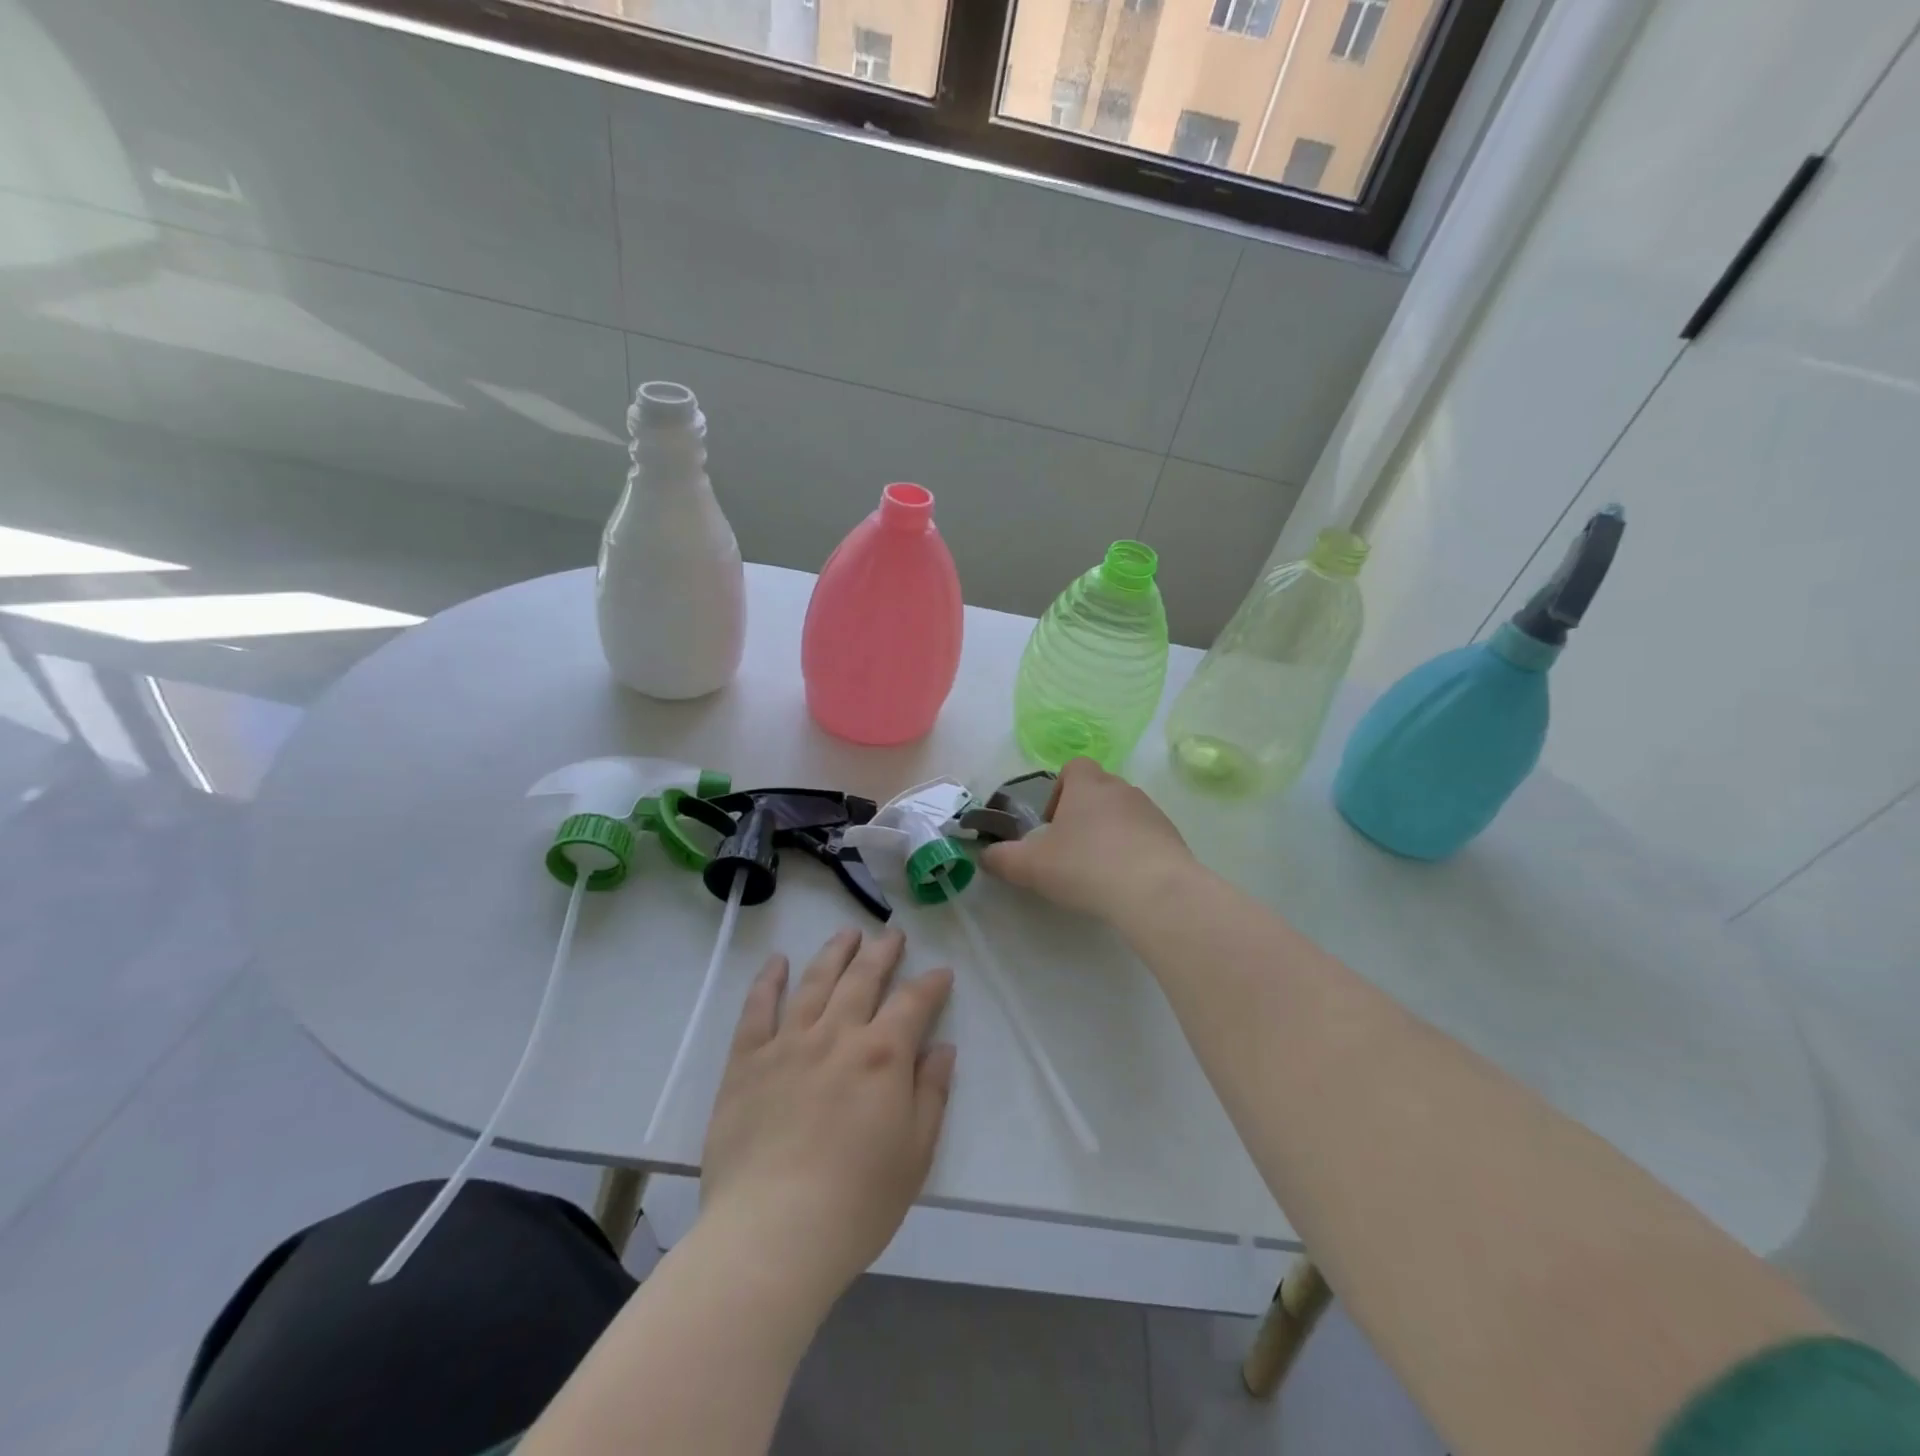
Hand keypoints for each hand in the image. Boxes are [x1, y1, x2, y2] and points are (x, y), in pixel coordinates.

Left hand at [699, 928, 954, 1308]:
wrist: (773, 1234)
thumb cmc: (857, 1202)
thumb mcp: (916, 1153)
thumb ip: (931, 1093)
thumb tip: (942, 1048)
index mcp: (882, 1055)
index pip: (914, 1002)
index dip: (931, 983)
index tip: (941, 972)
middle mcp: (837, 1035)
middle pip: (863, 978)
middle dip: (882, 952)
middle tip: (892, 934)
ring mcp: (788, 1044)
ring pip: (814, 982)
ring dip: (834, 953)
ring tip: (847, 933)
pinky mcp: (747, 1062)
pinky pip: (758, 1009)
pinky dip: (769, 981)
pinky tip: (777, 961)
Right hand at [980, 757, 1193, 918]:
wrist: (1154, 892)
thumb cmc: (1086, 867)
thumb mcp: (1032, 866)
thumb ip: (1003, 859)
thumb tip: (985, 855)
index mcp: (1087, 786)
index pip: (1074, 767)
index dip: (1059, 790)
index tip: (1051, 824)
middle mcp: (1121, 789)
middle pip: (1098, 790)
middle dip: (1083, 815)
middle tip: (1070, 851)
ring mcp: (1151, 812)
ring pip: (1123, 813)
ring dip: (1110, 833)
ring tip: (1099, 870)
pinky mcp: (1172, 837)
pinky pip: (1146, 836)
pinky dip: (1134, 851)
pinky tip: (1125, 882)